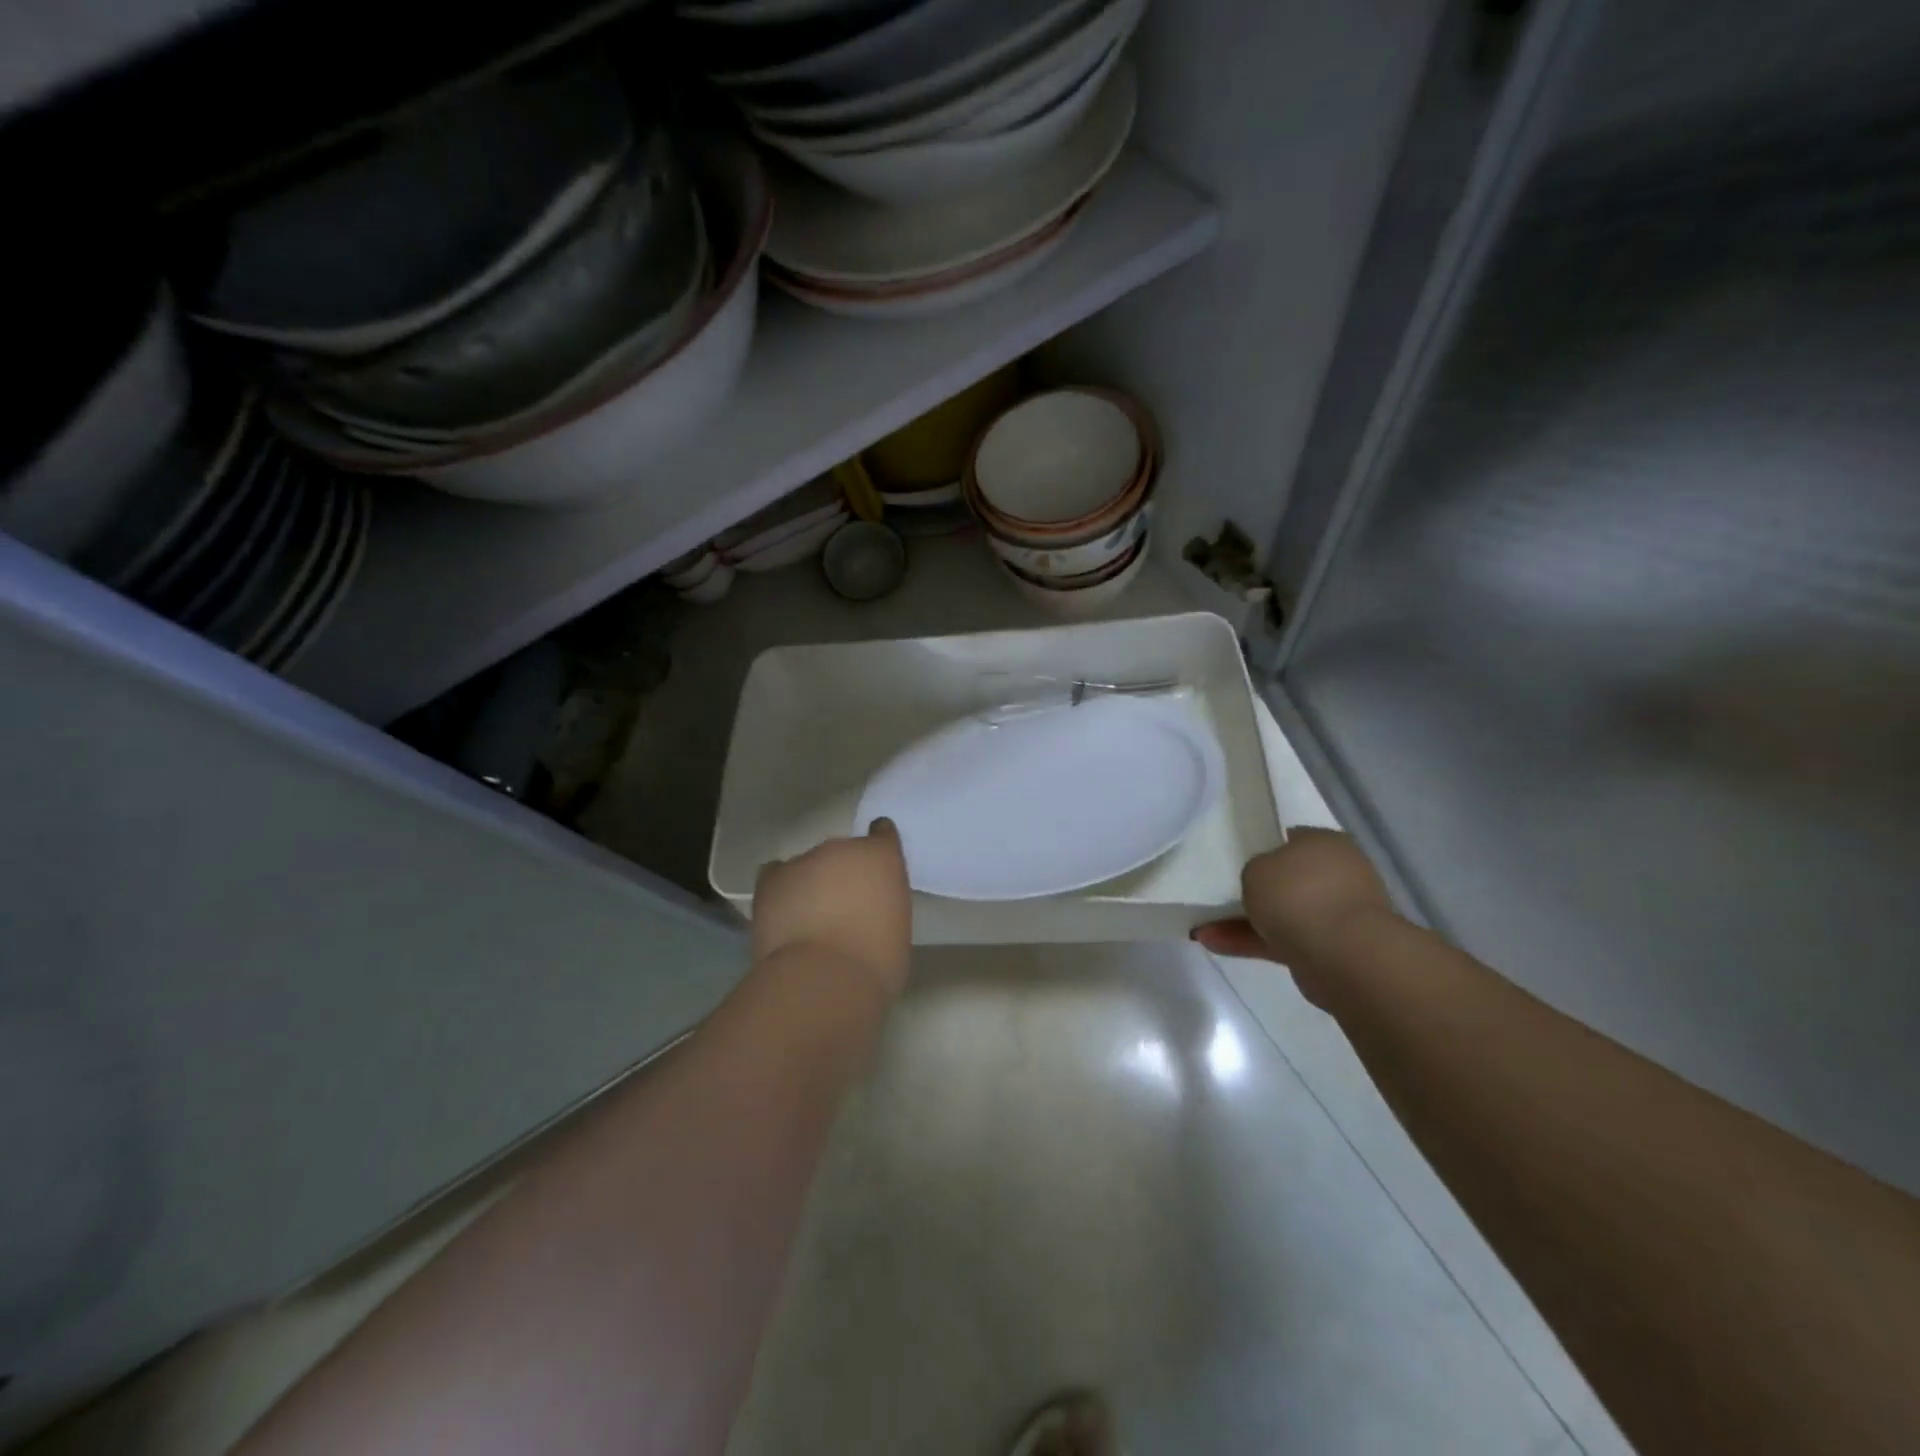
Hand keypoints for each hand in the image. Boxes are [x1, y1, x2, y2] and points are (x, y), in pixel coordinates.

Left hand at [752, 819, 912, 997]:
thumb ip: (883, 905)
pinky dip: (781, 890)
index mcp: (882, 857)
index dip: (878, 847)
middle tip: (841, 908)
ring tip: (808, 918)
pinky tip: (783, 912)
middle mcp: (842, 849)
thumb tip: (868, 912)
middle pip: (841, 853)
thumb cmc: (876, 961)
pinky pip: (776, 875)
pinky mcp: (771, 880)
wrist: (825, 978)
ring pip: (808, 866)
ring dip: (810, 885)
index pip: (882, 834)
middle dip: (841, 875)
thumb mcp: (897, 928)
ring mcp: (803, 861)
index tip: (875, 867)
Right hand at [1192, 829, 1393, 1007]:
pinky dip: (1253, 942)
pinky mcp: (1331, 949)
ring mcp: (1337, 913)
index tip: (1235, 860)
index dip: (1262, 848)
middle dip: (1255, 891)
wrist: (1343, 954)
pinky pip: (1284, 940)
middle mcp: (1338, 874)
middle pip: (1287, 879)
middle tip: (1221, 896)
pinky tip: (1216, 945)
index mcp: (1325, 843)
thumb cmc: (1298, 895)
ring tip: (1204, 929)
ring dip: (1246, 921)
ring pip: (1283, 913)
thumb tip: (1262, 883)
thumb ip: (1254, 871)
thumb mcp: (1256, 868)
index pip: (1290, 839)